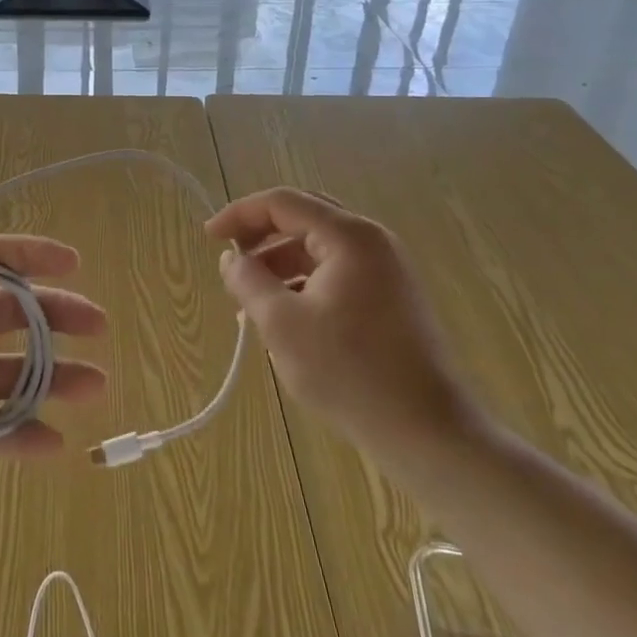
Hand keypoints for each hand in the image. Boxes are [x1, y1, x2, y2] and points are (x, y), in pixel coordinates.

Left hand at [0, 235, 107, 527]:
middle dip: (57, 314)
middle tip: (96, 324)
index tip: (69, 263)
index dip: (26, 256)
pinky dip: (28, 435)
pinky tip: (54, 442)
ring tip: (93, 385)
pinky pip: (0, 430)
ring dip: (56, 376)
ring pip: (17, 373)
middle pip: (14, 315)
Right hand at [206, 189, 484, 468]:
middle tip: (230, 260)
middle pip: (302, 218)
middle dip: (260, 236)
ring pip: (318, 248)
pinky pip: (335, 273)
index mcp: (348, 237)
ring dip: (279, 263)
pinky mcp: (390, 299)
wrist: (428, 433)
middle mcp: (371, 242)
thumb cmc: (350, 372)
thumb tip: (231, 259)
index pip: (282, 202)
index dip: (239, 214)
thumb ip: (248, 281)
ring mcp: (385, 270)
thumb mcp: (282, 324)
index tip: (208, 238)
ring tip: (249, 300)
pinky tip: (283, 317)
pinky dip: (302, 283)